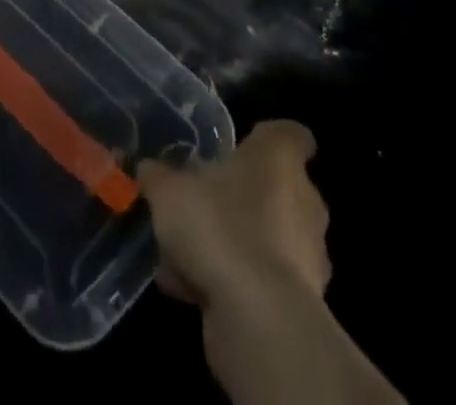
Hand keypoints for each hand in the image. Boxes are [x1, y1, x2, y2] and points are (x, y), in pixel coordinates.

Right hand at [137, 119, 330, 311]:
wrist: (259, 320)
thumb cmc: (219, 227)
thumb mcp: (169, 191)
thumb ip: (158, 176)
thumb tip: (148, 168)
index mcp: (280, 161)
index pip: (291, 135)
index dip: (267, 139)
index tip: (242, 146)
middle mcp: (304, 202)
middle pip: (276, 189)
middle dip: (240, 196)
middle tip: (201, 203)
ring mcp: (307, 257)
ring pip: (266, 237)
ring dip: (233, 243)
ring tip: (183, 254)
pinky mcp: (300, 304)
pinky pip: (260, 280)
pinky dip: (232, 282)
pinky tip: (188, 289)